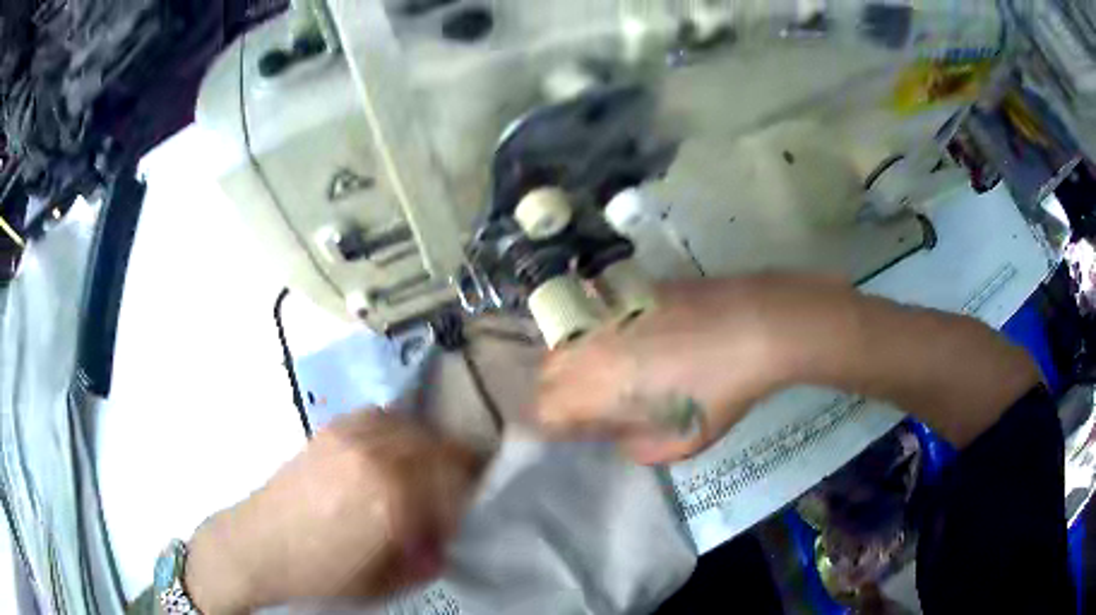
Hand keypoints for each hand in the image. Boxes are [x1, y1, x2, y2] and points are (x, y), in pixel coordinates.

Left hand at [184, 413, 483, 612]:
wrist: (258, 547)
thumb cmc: (322, 575)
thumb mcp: (386, 583)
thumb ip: (427, 559)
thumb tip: (445, 540)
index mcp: (392, 498)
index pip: (457, 481)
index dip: (473, 496)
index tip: (470, 512)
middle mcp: (375, 455)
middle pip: (440, 446)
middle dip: (458, 470)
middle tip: (456, 494)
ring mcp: (349, 436)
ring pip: (413, 426)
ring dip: (429, 448)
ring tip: (426, 473)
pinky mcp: (330, 429)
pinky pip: (380, 417)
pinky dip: (398, 432)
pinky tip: (390, 454)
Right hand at [535, 274, 1039, 458]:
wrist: (762, 321)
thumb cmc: (726, 389)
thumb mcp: (686, 438)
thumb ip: (642, 445)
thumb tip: (623, 437)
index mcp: (600, 383)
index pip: (544, 409)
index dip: (554, 427)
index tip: (575, 435)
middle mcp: (592, 343)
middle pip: (547, 373)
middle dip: (559, 396)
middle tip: (592, 410)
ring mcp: (611, 311)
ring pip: (566, 342)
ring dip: (575, 365)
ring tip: (610, 380)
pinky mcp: (633, 290)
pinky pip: (595, 315)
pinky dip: (597, 334)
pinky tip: (631, 344)